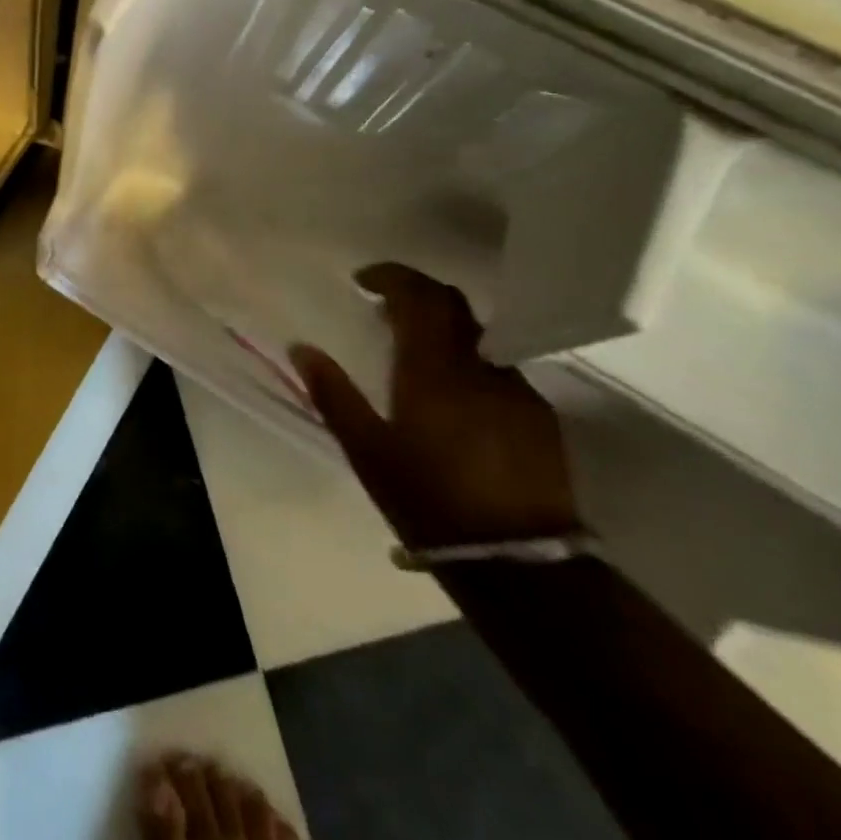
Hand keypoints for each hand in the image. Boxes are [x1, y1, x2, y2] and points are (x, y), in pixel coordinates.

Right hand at [289, 264, 578, 549]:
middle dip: (417, 292)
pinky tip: (453, 394)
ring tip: (414, 351)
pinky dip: (468, 359)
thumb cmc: (429, 501)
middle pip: (452, 303)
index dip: (392, 276)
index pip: (419, 295)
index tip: (364, 280)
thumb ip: (333, 393)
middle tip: (385, 307)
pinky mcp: (539, 415)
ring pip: (477, 334)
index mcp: (433, 368)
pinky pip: (497, 366)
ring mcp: (516, 389)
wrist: (519, 565)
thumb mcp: (367, 450)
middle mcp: (479, 366)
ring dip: (443, 327)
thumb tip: (301, 348)